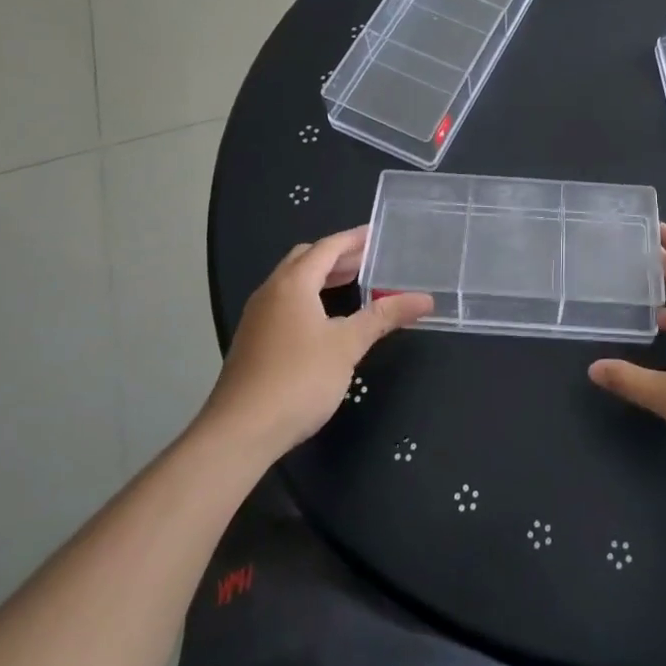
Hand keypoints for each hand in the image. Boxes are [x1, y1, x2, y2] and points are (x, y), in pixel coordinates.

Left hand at [202, 228, 433, 456]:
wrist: (241, 431)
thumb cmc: (299, 379)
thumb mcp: (348, 345)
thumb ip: (384, 317)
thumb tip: (424, 299)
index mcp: (293, 284)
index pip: (326, 248)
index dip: (353, 239)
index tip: (377, 234)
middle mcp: (271, 292)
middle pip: (306, 260)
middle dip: (337, 257)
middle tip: (369, 260)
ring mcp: (258, 317)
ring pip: (292, 283)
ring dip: (322, 278)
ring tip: (354, 285)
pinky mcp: (253, 341)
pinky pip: (285, 304)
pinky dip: (310, 298)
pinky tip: (326, 320)